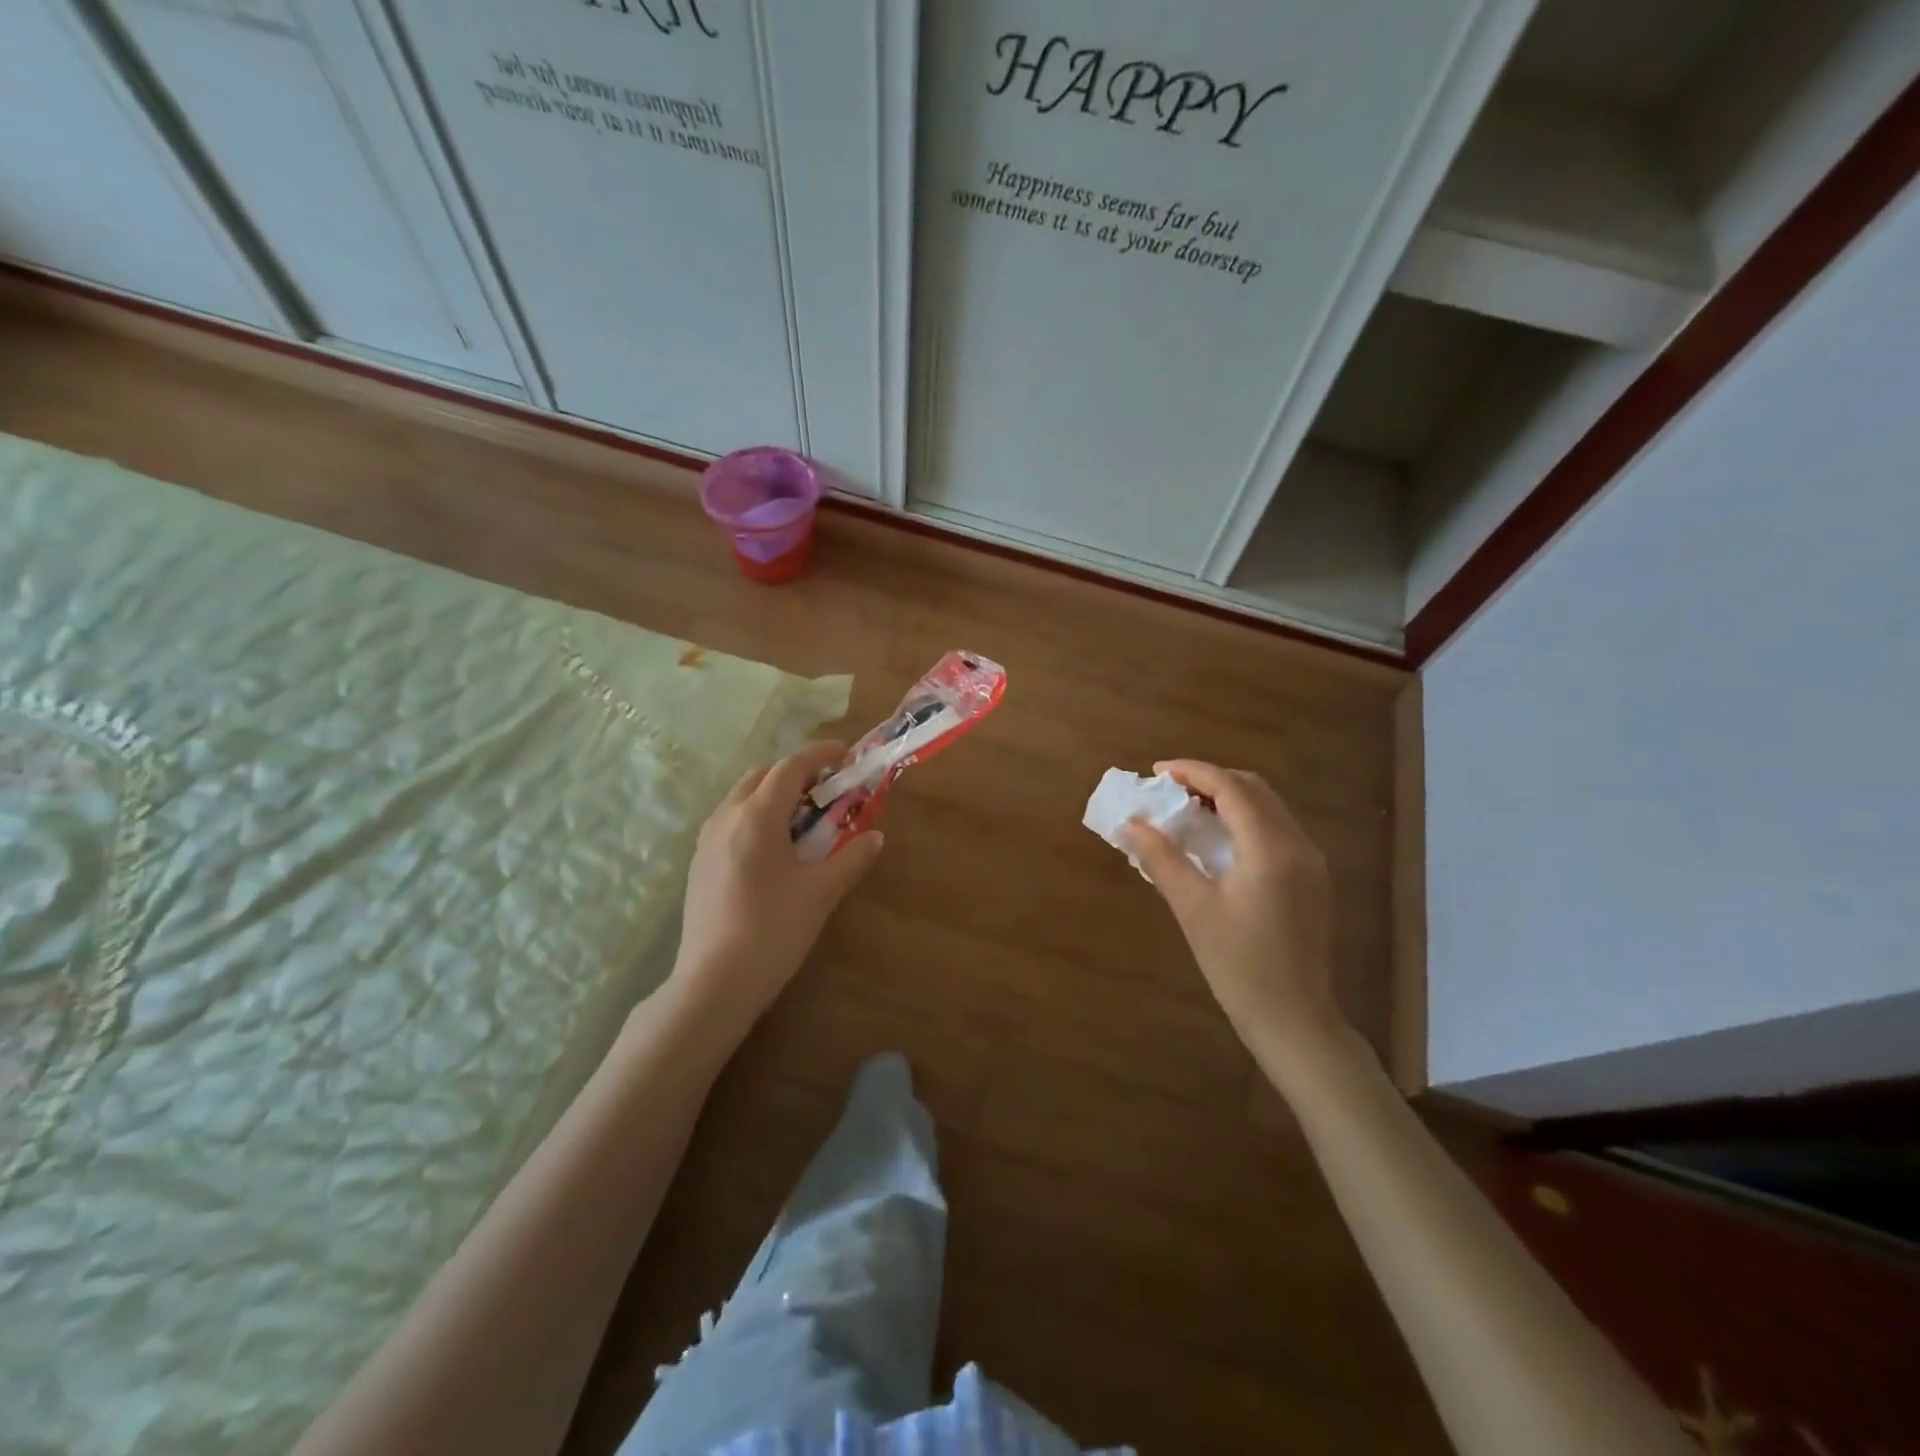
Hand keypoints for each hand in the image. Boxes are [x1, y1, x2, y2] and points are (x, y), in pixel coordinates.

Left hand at [671, 741, 884, 1024]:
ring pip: (742, 797)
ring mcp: (707, 839)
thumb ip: (852, 857)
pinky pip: (730, 820)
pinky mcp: (699, 862)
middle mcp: (727, 817)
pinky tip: (774, 849)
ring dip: (773, 794)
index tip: (845, 754)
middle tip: (827, 789)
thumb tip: (875, 836)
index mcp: (757, 816)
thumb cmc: (774, 930)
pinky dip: (756, 816)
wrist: (715, 981)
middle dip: (796, 773)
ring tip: (803, 819)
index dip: (820, 755)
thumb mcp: (822, 892)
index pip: (791, 767)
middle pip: (762, 775)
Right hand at [1123, 760, 1343, 1061]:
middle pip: (1254, 789)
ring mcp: (1310, 861)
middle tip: (1169, 788)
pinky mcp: (1311, 878)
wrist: (1294, 1018)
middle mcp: (1298, 845)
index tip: (1157, 771)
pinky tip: (1216, 837)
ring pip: (1268, 807)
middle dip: (1210, 779)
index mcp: (1270, 849)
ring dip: (1228, 797)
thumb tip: (1130, 824)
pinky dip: (1244, 818)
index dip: (1192, 771)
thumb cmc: (1238, 966)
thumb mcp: (1193, 910)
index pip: (1231, 788)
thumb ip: (1161, 859)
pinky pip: (1275, 828)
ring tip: (1186, 807)